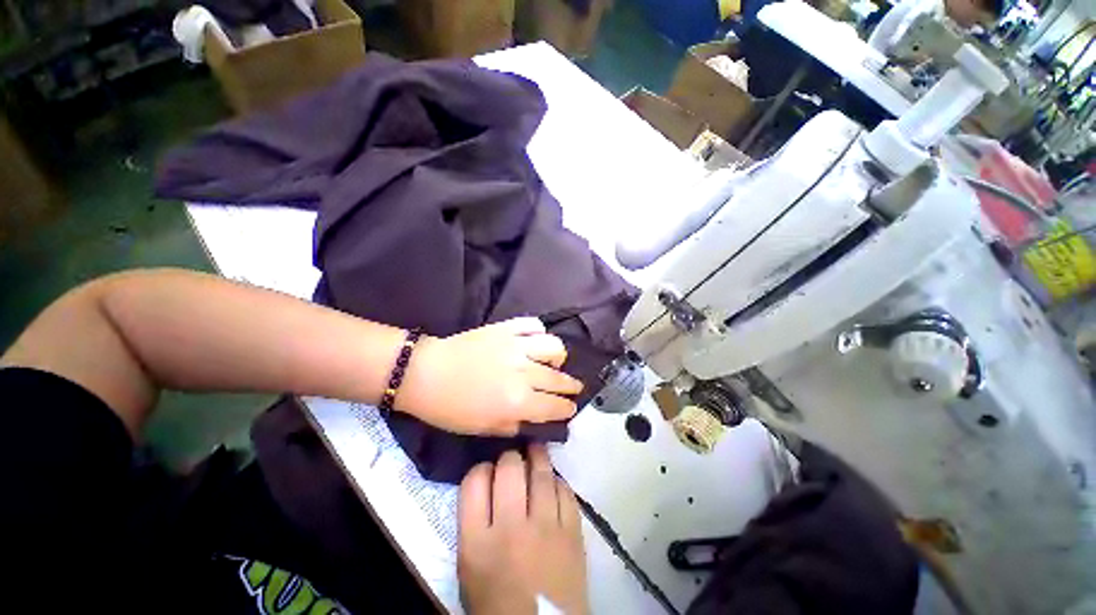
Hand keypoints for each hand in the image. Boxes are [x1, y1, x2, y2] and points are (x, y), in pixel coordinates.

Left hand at [399, 318, 583, 434]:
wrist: (423, 374)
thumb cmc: (449, 409)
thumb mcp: (483, 429)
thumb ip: (515, 426)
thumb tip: (535, 422)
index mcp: (520, 402)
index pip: (558, 406)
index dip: (567, 410)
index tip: (567, 411)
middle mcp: (525, 373)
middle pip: (561, 380)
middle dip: (569, 388)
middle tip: (567, 391)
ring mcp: (516, 346)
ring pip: (555, 347)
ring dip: (558, 359)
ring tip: (551, 364)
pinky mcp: (504, 328)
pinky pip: (533, 325)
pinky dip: (538, 333)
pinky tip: (533, 342)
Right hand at [458, 447, 588, 614]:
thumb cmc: (496, 602)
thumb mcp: (468, 567)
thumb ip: (471, 528)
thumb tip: (483, 495)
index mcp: (476, 539)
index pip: (473, 483)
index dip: (479, 469)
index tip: (484, 470)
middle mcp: (510, 526)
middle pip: (508, 472)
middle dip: (508, 458)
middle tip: (511, 457)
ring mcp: (546, 529)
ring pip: (542, 478)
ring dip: (537, 460)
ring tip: (535, 451)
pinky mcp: (574, 534)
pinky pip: (567, 496)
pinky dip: (559, 483)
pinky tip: (555, 482)